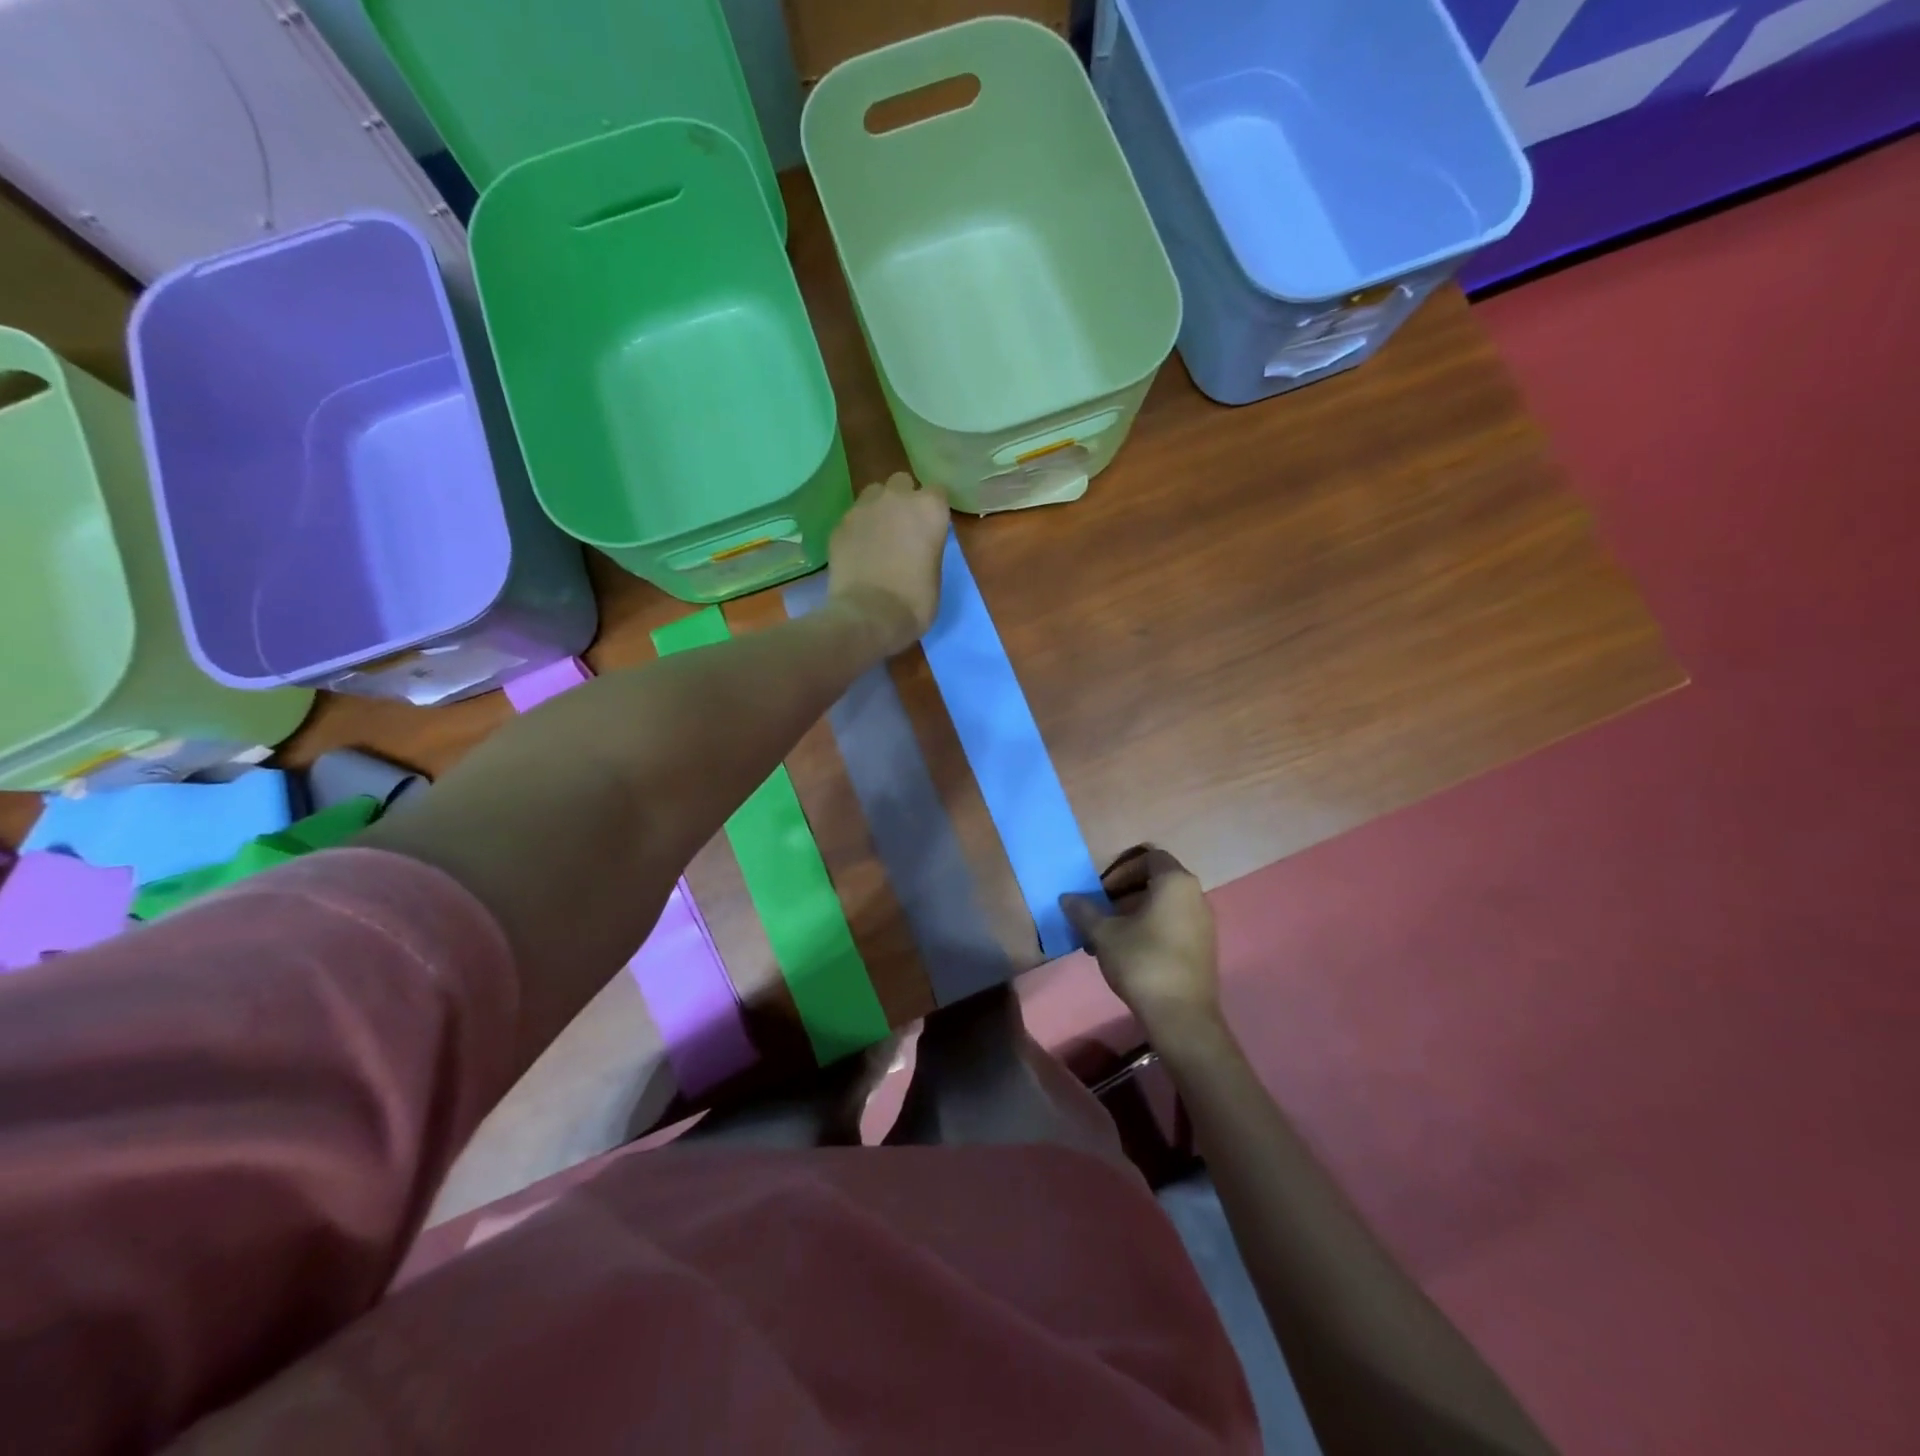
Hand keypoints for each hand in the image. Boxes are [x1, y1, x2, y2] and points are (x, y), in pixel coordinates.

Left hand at [828, 472, 950, 656]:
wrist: (869, 615)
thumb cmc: (915, 602)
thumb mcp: (936, 574)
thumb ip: (929, 548)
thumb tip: (919, 546)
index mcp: (930, 509)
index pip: (937, 493)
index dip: (933, 510)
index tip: (931, 527)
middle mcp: (897, 498)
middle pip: (902, 483)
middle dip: (903, 499)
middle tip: (903, 528)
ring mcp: (864, 508)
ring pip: (873, 493)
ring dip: (878, 508)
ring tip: (877, 535)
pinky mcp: (840, 524)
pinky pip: (852, 517)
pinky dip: (857, 529)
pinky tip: (858, 551)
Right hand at [1062, 847, 1220, 1040]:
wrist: (1182, 1016)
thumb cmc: (1142, 962)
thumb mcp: (1104, 934)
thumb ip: (1085, 911)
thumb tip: (1066, 898)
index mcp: (1175, 882)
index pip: (1148, 857)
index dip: (1121, 869)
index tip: (1102, 891)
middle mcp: (1196, 895)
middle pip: (1155, 882)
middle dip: (1123, 894)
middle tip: (1100, 914)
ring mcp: (1204, 923)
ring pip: (1163, 906)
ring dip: (1134, 914)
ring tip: (1107, 938)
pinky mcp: (1204, 947)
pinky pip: (1173, 925)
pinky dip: (1150, 929)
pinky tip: (1127, 954)